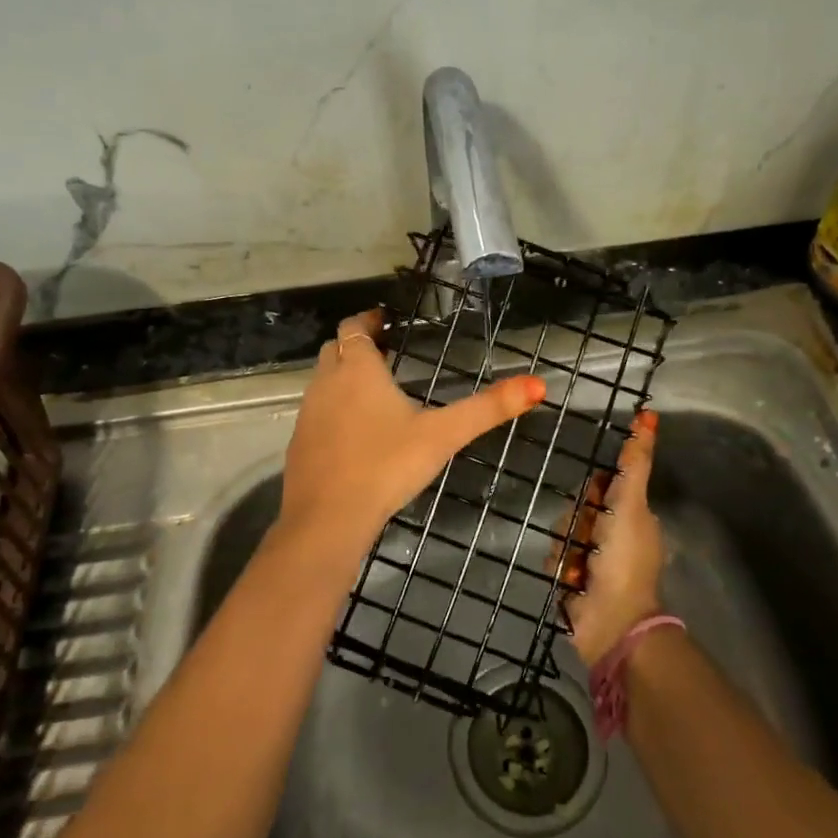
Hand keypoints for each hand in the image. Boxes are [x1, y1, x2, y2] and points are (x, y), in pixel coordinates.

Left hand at [278, 309, 547, 567]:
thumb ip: (488, 409)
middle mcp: (327, 382)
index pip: (355, 327)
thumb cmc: (387, 464)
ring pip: (323, 380)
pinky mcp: (299, 443)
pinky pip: (316, 411)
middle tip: (386, 353)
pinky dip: (333, 408)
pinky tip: (354, 433)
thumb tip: (538, 385)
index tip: (386, 321)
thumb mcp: (444, 435)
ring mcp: (308, 413)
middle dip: (358, 346)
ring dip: (343, 376)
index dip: (368, 320)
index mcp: (359, 370)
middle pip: (336, 349)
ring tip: (374, 390)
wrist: (327, 517)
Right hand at [559, 409, 666, 665]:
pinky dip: (561, 565)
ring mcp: (593, 557)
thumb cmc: (623, 558)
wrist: (610, 620)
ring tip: (579, 563)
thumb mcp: (630, 503)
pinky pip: (555, 556)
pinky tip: (570, 578)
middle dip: (577, 520)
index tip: (593, 498)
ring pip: (564, 530)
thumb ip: (634, 462)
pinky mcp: (573, 577)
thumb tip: (649, 416)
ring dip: (567, 545)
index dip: (595, 488)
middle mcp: (613, 532)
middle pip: (578, 506)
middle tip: (588, 536)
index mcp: (632, 515)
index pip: (603, 483)